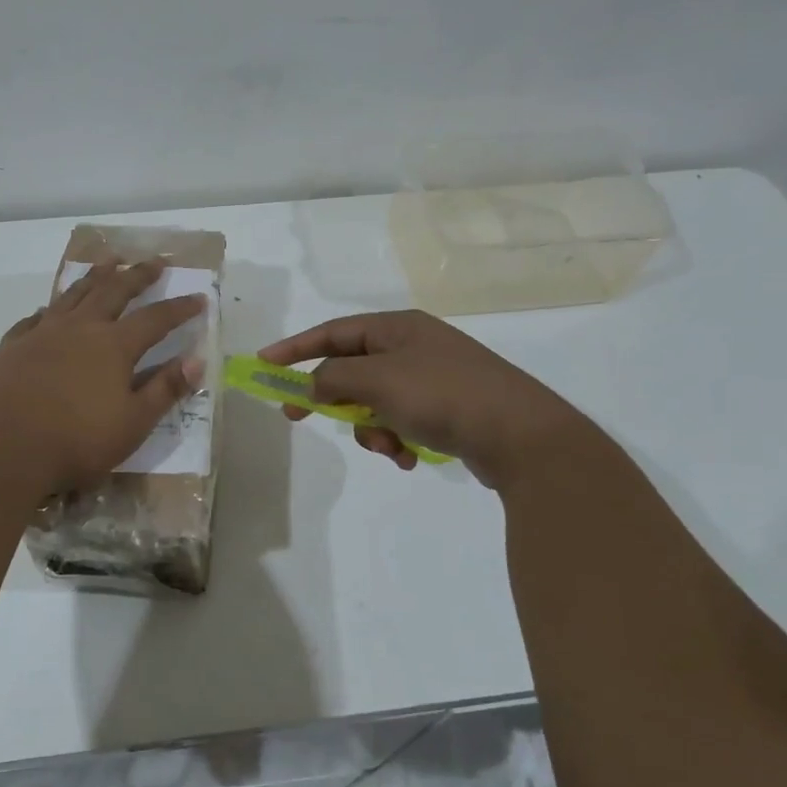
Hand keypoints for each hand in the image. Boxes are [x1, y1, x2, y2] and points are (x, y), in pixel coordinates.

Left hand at [0, 259, 206, 494]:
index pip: (156, 319)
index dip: (179, 309)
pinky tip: (48, 309)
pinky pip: (35, 317)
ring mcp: (42, 333)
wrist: (1, 445)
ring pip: (74, 294)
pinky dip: (49, 308)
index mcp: (114, 346)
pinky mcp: (12, 345)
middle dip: (137, 275)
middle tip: (154, 261)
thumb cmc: (76, 440)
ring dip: (94, 276)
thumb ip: (165, 390)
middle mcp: (80, 329)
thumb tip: (197, 361)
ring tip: (107, 262)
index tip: (199, 298)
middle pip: (114, 291)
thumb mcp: (133, 423)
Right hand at [258, 310, 591, 487]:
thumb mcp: (377, 381)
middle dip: (334, 399)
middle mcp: (414, 347)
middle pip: (352, 370)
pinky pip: (402, 422)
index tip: (264, 366)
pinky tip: (412, 458)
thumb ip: (332, 378)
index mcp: (398, 328)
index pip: (333, 332)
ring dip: (371, 429)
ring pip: (375, 402)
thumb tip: (312, 385)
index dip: (295, 347)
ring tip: (390, 448)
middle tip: (300, 418)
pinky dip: (398, 440)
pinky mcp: (448, 411)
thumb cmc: (442, 396)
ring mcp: (433, 379)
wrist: (522, 436)